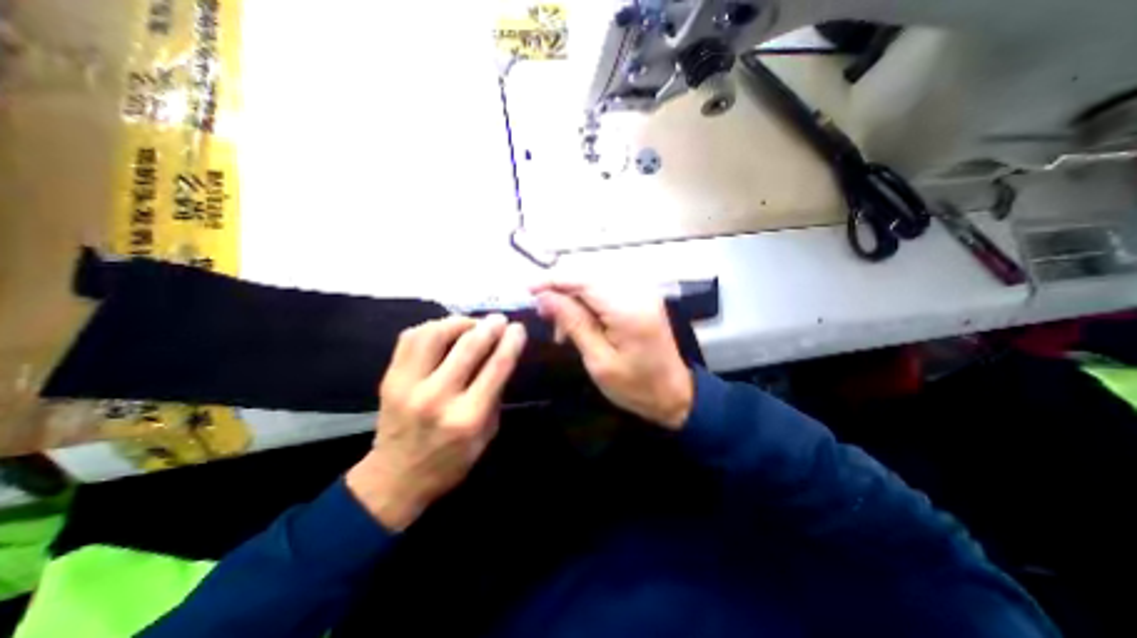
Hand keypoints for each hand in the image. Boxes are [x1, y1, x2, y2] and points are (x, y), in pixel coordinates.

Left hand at [346, 312, 528, 527]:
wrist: (395, 479)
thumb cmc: (451, 461)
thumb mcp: (487, 433)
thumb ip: (495, 394)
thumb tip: (502, 356)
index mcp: (468, 417)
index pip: (496, 367)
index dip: (511, 342)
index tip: (518, 329)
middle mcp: (437, 397)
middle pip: (468, 347)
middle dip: (490, 326)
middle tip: (500, 319)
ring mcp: (408, 385)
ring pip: (435, 334)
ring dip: (459, 322)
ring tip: (472, 324)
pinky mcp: (389, 378)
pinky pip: (410, 338)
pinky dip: (432, 327)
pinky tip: (446, 330)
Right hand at [535, 281, 692, 429]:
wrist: (674, 394)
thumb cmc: (635, 386)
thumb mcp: (598, 360)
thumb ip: (573, 323)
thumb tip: (545, 297)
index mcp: (628, 309)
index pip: (583, 280)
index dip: (553, 280)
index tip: (528, 290)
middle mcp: (637, 292)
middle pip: (588, 276)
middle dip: (561, 290)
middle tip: (544, 313)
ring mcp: (642, 292)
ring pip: (595, 280)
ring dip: (573, 297)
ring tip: (561, 326)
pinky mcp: (641, 298)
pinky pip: (606, 289)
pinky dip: (588, 301)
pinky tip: (580, 321)